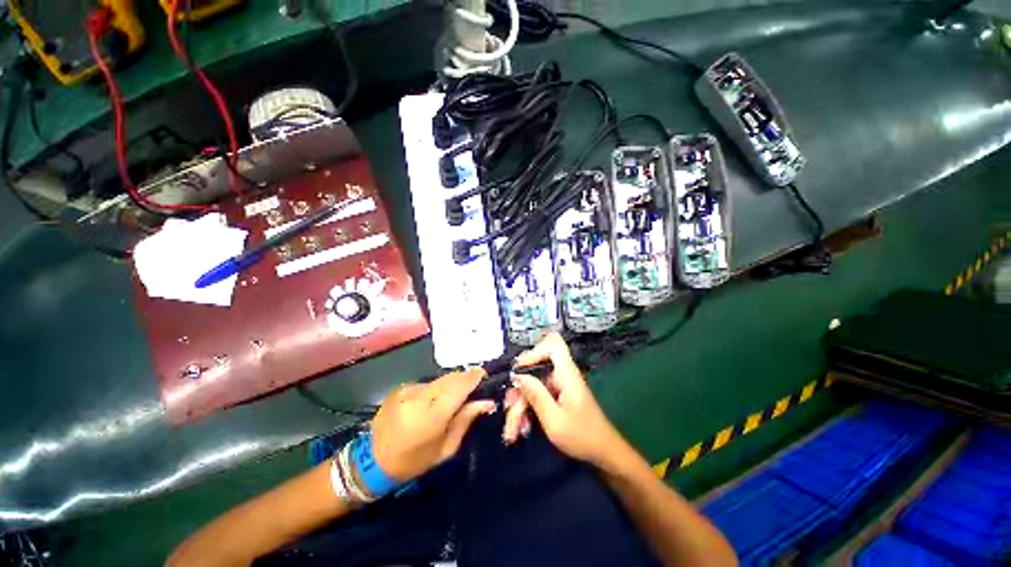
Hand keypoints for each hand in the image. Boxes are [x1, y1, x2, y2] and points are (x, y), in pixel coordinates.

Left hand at [371, 369, 495, 481]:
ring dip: (450, 384)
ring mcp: (408, 390)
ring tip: (454, 396)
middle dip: (464, 378)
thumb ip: (466, 420)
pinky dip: (436, 388)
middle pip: (450, 378)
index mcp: (432, 416)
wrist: (373, 462)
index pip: (459, 386)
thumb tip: (486, 401)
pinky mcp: (401, 388)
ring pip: (439, 379)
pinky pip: (427, 383)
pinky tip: (434, 400)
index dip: (474, 377)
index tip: (484, 375)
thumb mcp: (446, 449)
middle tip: (473, 386)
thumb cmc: (414, 462)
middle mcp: (419, 397)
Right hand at [507, 333, 628, 467]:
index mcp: (566, 374)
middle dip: (519, 390)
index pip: (553, 345)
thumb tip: (517, 375)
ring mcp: (558, 385)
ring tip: (513, 430)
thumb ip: (536, 395)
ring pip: (532, 384)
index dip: (534, 351)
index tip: (519, 370)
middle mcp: (562, 375)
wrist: (603, 454)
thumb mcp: (554, 421)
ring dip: (520, 405)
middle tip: (509, 410)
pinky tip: (522, 429)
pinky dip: (527, 410)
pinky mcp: (556, 395)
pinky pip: (536, 394)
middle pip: (534, 368)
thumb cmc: (582, 437)